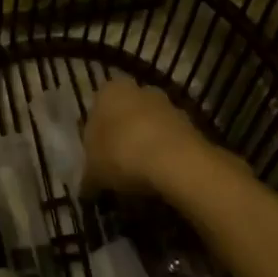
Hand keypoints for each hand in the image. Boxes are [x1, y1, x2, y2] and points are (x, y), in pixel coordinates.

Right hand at [82, 80, 215, 194]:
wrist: (176, 162)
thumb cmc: (122, 154)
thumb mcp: (93, 171)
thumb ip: (88, 176)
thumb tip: (86, 187)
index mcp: (108, 91)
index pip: (96, 109)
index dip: (95, 135)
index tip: (96, 157)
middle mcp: (138, 89)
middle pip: (125, 114)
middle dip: (121, 136)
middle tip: (115, 165)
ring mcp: (168, 104)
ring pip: (149, 125)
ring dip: (144, 144)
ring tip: (138, 176)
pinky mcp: (191, 123)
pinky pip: (169, 139)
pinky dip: (164, 154)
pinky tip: (159, 176)